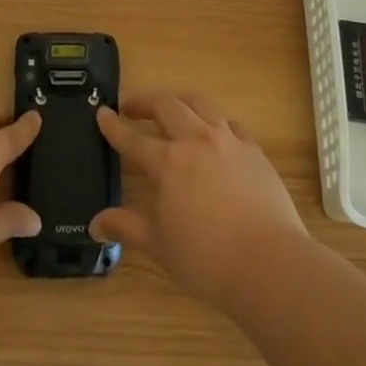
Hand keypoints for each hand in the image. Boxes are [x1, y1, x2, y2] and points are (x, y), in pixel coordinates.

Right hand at [92, 91, 306, 313]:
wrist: (270, 264)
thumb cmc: (207, 259)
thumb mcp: (159, 246)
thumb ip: (126, 227)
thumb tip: (95, 223)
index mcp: (167, 162)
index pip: (132, 138)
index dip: (113, 125)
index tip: (101, 113)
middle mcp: (195, 140)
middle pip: (166, 105)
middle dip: (145, 102)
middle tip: (132, 108)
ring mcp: (228, 140)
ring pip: (199, 104)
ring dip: (179, 101)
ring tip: (171, 109)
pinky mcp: (253, 149)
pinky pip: (229, 122)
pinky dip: (214, 121)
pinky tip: (213, 132)